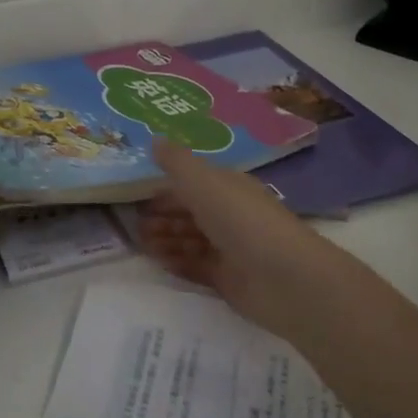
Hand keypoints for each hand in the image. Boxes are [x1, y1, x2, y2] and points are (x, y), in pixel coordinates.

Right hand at [138, 139, 344, 338]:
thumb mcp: (204, 182)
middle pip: (190, 213)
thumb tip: (154, 138)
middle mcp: (229, 215)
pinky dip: (177, 262)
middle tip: (132, 225)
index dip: (165, 189)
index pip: (192, 184)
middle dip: (162, 217)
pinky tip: (158, 262)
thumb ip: (177, 162)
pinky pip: (196, 267)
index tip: (136, 197)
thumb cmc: (242, 220)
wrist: (284, 278)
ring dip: (166, 239)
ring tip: (140, 244)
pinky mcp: (228, 279)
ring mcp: (230, 249)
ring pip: (190, 240)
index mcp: (227, 187)